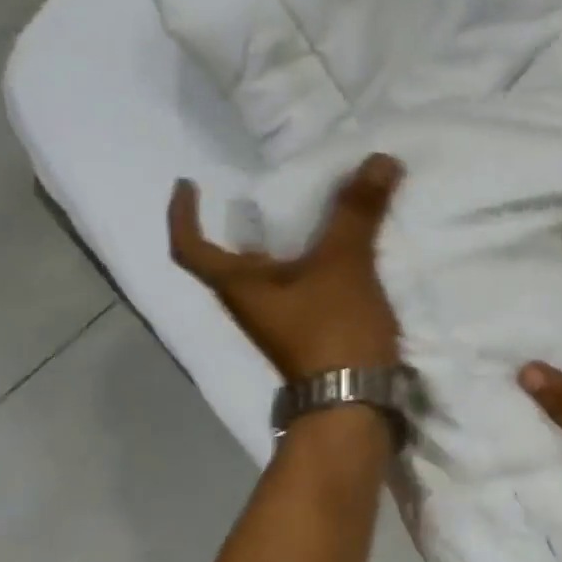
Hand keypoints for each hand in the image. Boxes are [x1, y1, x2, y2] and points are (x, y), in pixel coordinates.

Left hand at [168, 154, 405, 380]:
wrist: (354, 403)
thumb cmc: (332, 329)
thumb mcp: (344, 263)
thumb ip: (358, 211)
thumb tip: (379, 159)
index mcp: (239, 286)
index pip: (190, 247)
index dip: (182, 214)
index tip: (188, 183)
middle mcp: (251, 305)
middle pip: (231, 261)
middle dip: (241, 226)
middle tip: (264, 194)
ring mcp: (280, 323)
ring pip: (269, 275)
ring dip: (282, 245)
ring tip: (308, 214)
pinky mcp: (310, 334)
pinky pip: (301, 288)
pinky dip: (311, 265)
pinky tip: (342, 252)